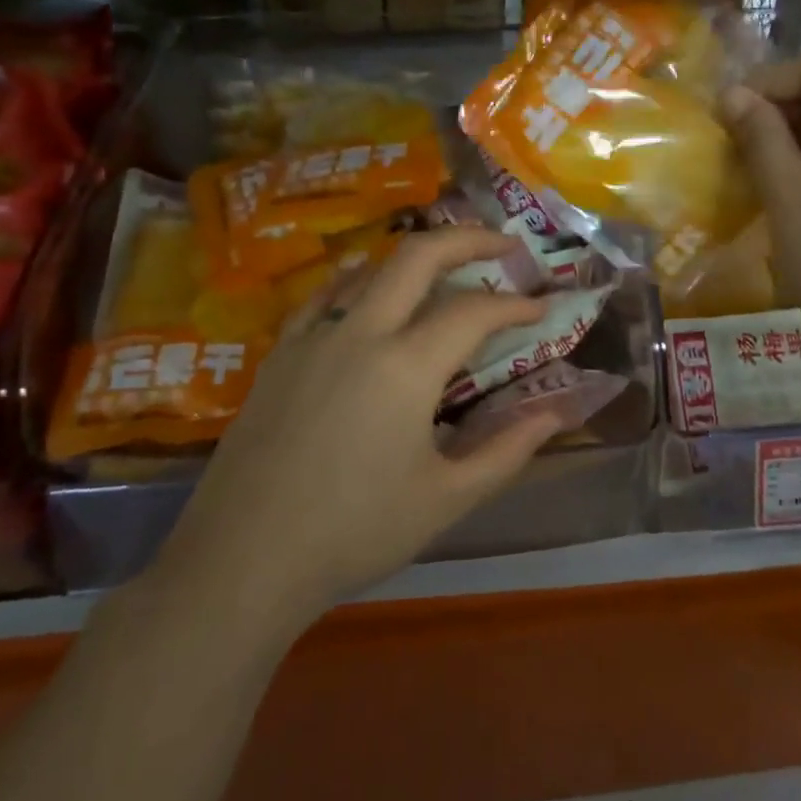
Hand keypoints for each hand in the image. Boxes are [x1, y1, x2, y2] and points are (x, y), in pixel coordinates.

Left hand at [155, 228, 558, 620]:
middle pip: (418, 256)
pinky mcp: (280, 354)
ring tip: (445, 267)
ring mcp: (313, 338)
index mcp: (406, 367)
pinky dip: (358, 282)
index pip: (474, 312)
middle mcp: (359, 334)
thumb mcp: (446, 498)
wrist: (243, 561)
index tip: (541, 307)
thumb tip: (557, 414)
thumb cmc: (354, 532)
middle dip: (467, 239)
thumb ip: (508, 449)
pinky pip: (325, 297)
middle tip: (503, 244)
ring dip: (415, 257)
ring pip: (369, 268)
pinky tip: (367, 290)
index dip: (515, 305)